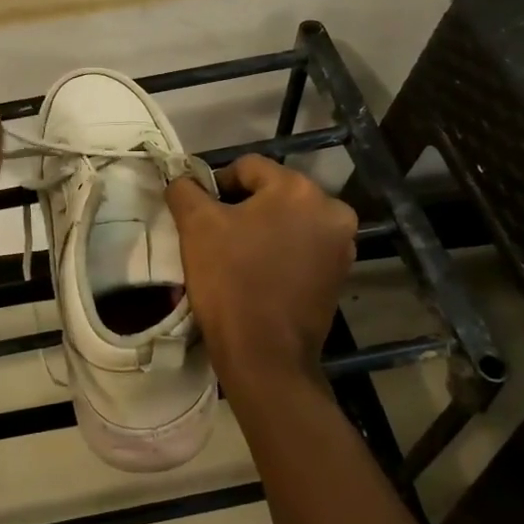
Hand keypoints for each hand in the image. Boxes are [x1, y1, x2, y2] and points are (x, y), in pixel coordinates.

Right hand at [165, 154, 357, 395]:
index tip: (200, 216)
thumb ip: (185, 190)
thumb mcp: (196, 226)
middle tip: (215, 236)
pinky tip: (258, 274)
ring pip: (288, 220)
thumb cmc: (230, 281)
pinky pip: (302, 247)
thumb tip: (182, 180)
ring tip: (236, 256)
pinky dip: (280, 252)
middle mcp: (331, 209)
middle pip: (272, 193)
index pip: (247, 168)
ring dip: (262, 230)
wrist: (265, 356)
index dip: (217, 186)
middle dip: (242, 208)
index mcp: (299, 189)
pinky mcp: (339, 274)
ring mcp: (341, 245)